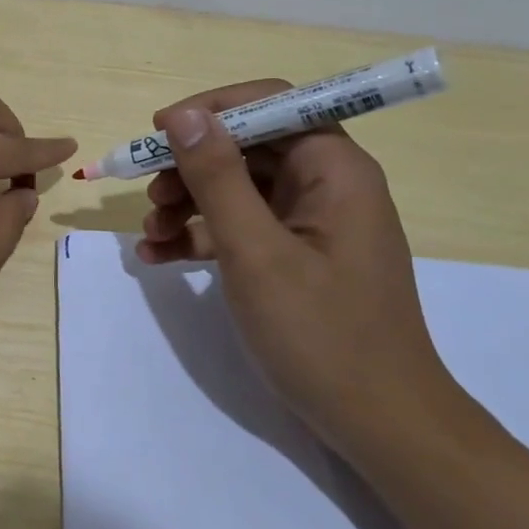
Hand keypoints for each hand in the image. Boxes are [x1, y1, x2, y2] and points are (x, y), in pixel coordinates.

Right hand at [137, 81, 460, 457]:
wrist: (380, 425)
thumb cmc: (321, 333)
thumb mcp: (256, 252)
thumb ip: (217, 178)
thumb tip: (185, 115)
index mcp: (333, 169)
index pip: (269, 103)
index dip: (210, 110)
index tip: (158, 133)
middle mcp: (326, 184)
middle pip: (246, 147)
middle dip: (191, 166)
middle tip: (149, 194)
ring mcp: (310, 223)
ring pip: (238, 188)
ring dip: (188, 203)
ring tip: (150, 233)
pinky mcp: (297, 256)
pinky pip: (242, 228)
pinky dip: (202, 236)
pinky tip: (159, 257)